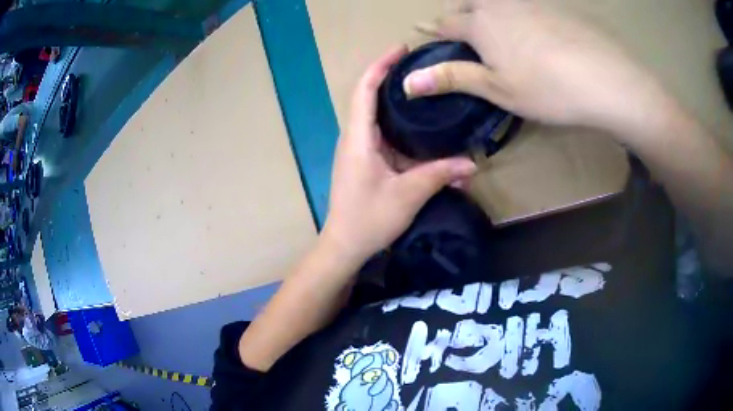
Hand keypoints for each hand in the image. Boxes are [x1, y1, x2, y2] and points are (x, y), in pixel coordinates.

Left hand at [322, 46, 477, 263]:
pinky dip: (405, 134)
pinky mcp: (367, 163)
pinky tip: (426, 135)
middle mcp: (356, 138)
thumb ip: (440, 175)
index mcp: (359, 138)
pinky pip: (386, 139)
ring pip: (382, 120)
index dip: (381, 65)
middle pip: (372, 98)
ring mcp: (360, 150)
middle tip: (424, 70)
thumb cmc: (368, 219)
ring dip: (402, 108)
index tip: (402, 50)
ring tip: (430, 96)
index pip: (365, 89)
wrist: (345, 245)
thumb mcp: (408, 195)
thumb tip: (472, 164)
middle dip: (395, 80)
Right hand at [404, 0, 667, 132]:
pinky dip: (518, 10)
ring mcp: (529, 0)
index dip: (433, 28)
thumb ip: (453, 79)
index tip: (422, 30)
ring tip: (496, 26)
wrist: (606, 78)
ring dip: (488, 9)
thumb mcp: (498, 89)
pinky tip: (532, 26)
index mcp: (480, 24)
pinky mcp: (554, 4)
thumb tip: (408, 82)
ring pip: (496, 0)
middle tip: (464, 29)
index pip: (446, 22)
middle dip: (460, 14)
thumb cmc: (547, 88)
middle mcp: (499, 3)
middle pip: (470, 3)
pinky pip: (525, 3)